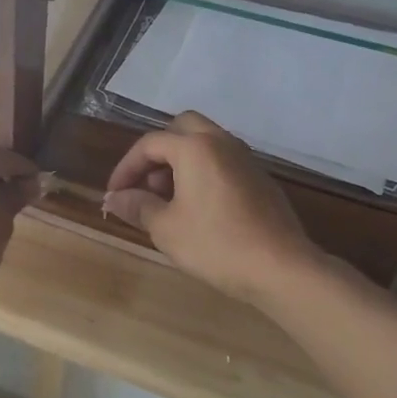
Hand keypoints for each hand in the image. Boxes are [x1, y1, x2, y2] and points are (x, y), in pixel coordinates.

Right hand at [101, 112, 321, 304]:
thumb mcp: (165, 228)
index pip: (149, 144)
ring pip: (204, 143)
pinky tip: (197, 207)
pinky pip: (222, 161)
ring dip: (180, 161)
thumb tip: (114, 198)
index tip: (115, 194)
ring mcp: (245, 159)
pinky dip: (202, 171)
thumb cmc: (216, 244)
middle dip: (156, 152)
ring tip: (167, 199)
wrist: (282, 269)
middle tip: (145, 184)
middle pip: (181, 129)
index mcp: (195, 148)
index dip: (126, 167)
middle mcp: (221, 142)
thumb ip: (137, 206)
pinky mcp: (260, 179)